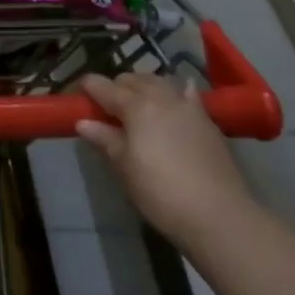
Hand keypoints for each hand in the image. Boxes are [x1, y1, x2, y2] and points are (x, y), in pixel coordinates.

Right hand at [76, 71, 252, 246]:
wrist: (218, 215)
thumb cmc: (160, 192)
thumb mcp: (125, 168)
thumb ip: (105, 140)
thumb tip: (83, 122)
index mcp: (135, 106)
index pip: (103, 86)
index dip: (86, 87)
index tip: (75, 96)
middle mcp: (161, 97)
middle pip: (132, 79)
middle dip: (115, 87)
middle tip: (105, 109)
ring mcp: (188, 106)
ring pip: (159, 81)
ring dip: (143, 86)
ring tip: (137, 104)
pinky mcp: (208, 121)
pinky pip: (188, 93)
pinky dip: (176, 91)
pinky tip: (176, 98)